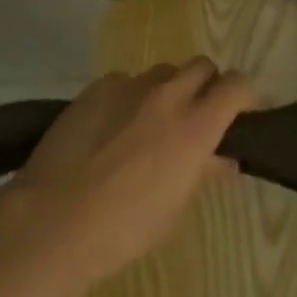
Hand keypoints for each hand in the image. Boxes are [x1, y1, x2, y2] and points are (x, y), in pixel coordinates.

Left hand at [10, 58, 255, 296]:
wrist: (52, 221)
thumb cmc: (122, 231)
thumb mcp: (174, 209)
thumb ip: (202, 172)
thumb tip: (223, 158)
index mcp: (195, 126)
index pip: (237, 86)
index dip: (244, 96)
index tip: (243, 113)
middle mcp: (169, 94)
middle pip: (202, 66)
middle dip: (206, 86)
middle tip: (196, 117)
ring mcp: (131, 84)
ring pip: (163, 71)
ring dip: (168, 90)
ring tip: (150, 125)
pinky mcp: (99, 85)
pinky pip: (126, 82)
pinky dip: (130, 99)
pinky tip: (111, 130)